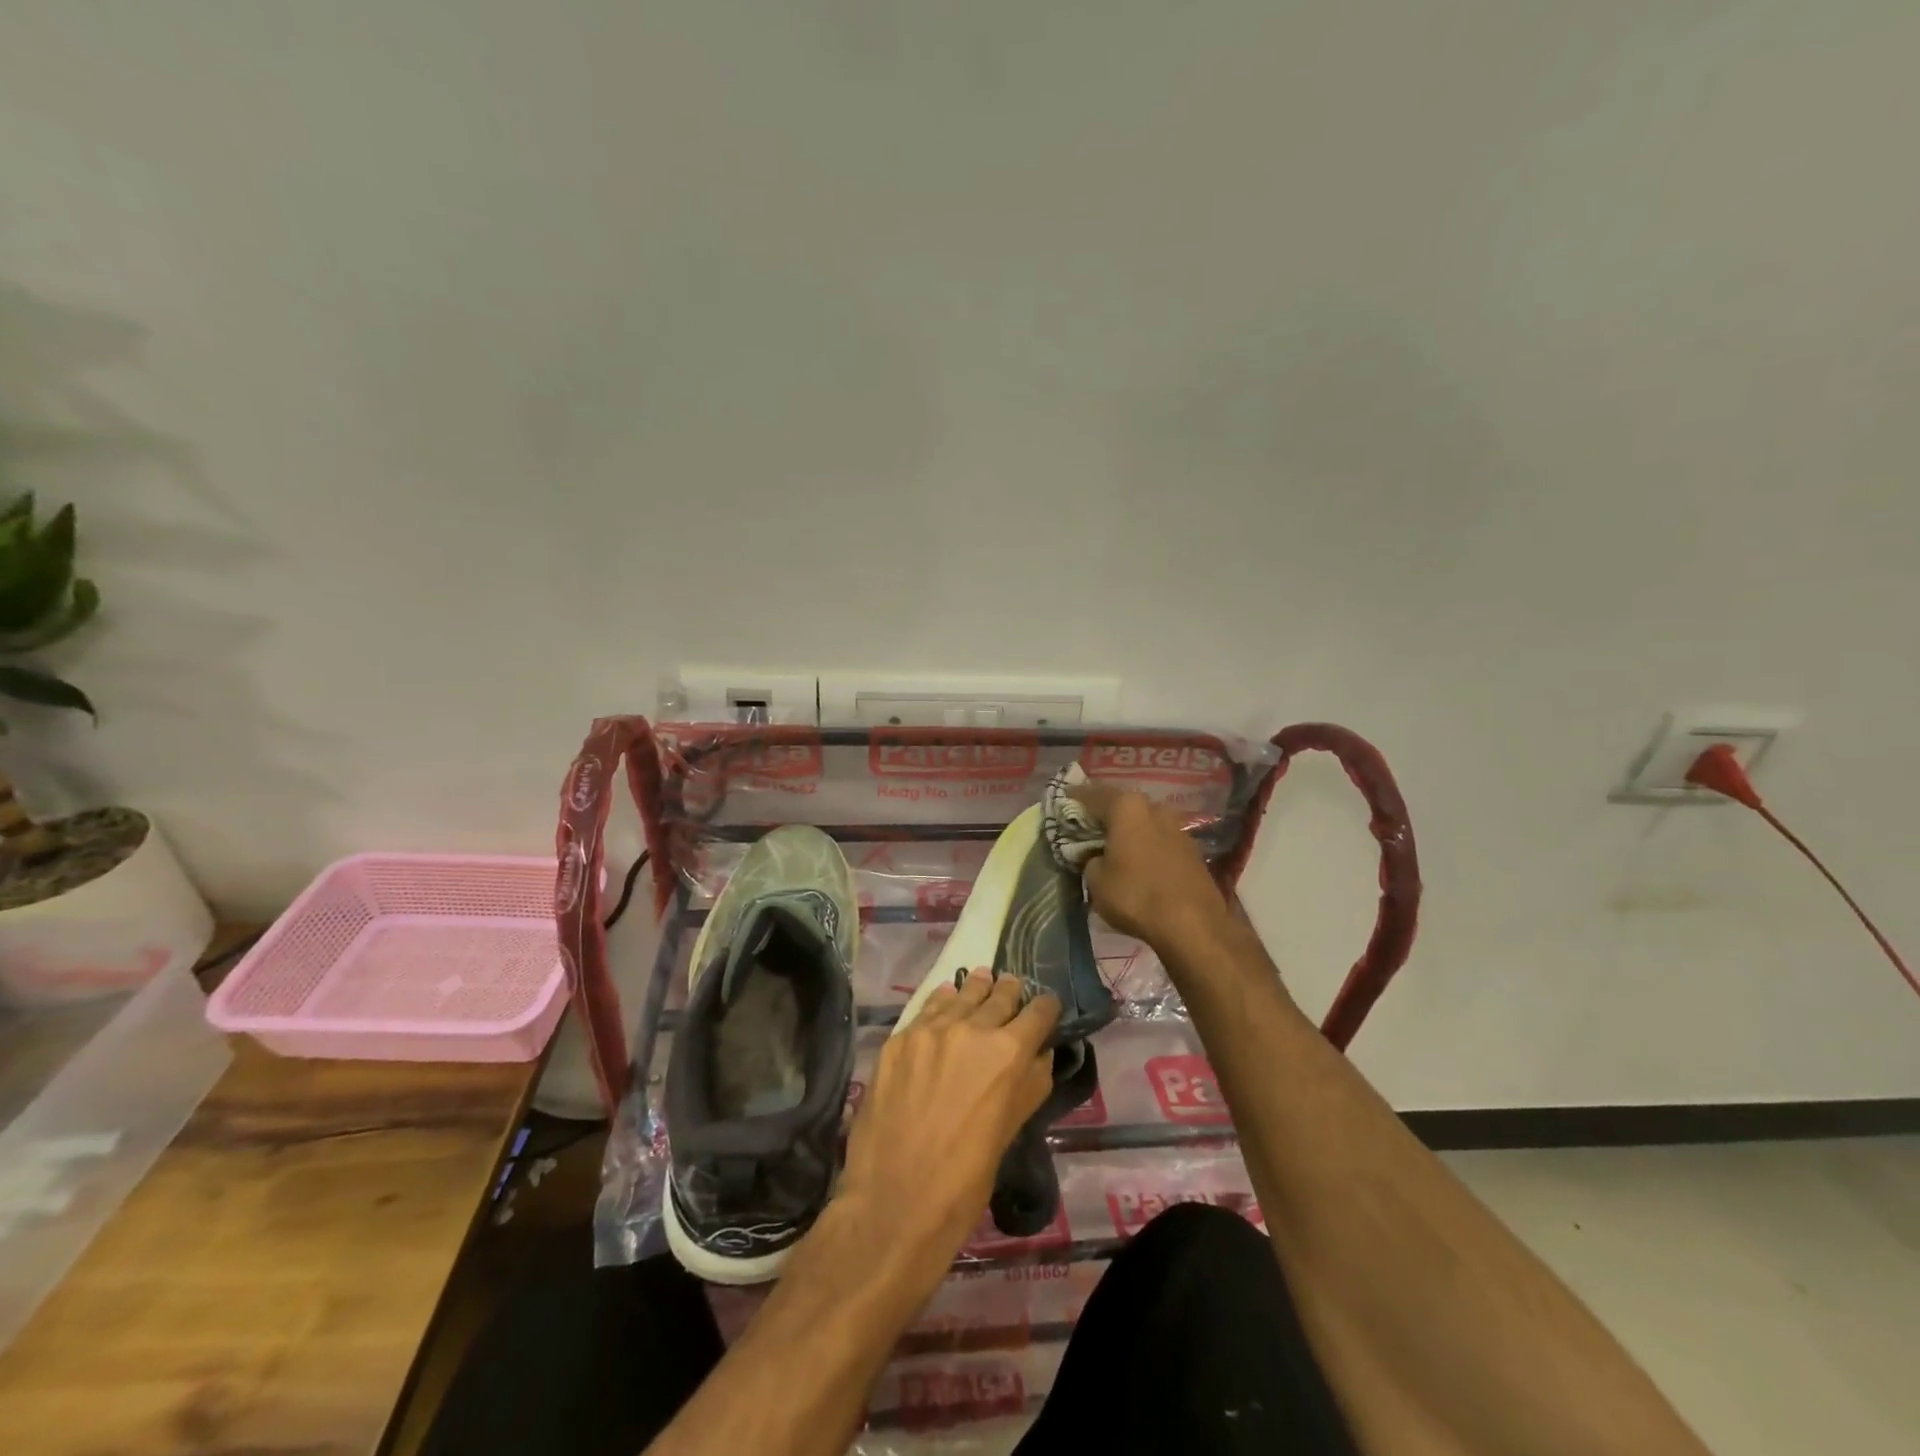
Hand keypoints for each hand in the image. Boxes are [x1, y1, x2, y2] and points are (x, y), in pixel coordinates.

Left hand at [836, 971, 1058, 1281]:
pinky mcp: (899, 1039)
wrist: (894, 1202)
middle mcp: (972, 1029)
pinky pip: (927, 1009)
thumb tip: (1040, 1054)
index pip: (1038, 1012)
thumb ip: (1030, 1085)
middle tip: (1014, 989)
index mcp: (1008, 1053)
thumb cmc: (964, 1181)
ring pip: (962, 994)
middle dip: (1011, 993)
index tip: (1047, 1008)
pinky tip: (946, 997)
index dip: (1046, 1009)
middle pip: (1000, 995)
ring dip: (976, 989)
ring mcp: (930, 1030)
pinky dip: (942, 1002)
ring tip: (982, 980)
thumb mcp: (1011, 1131)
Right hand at [1068, 783, 1230, 950]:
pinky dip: (1145, 844)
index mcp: (1126, 807)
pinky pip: (1159, 839)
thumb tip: (1096, 855)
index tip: (1063, 801)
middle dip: (1104, 814)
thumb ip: (1089, 858)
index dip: (1074, 798)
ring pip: (1143, 821)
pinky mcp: (1192, 849)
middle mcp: (1154, 808)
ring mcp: (1177, 827)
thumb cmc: (1135, 895)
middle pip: (1121, 805)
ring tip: (1113, 845)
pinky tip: (1137, 860)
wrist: (1193, 925)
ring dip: (1128, 830)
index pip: (1092, 795)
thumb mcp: (1096, 880)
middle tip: (1087, 826)